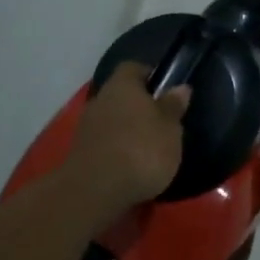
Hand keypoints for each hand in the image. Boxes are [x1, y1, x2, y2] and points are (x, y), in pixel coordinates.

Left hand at [65, 62, 190, 213]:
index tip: (165, 90)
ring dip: (126, 129)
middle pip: (121, 94)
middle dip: (138, 105)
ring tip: (148, 148)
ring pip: (111, 119)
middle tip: (160, 122)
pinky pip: (104, 142)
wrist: (95, 192)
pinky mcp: (80, 153)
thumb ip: (173, 106)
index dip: (150, 75)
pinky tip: (131, 165)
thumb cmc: (141, 150)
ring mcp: (86, 127)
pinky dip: (116, 148)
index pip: (133, 68)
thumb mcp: (170, 128)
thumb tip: (180, 87)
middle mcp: (100, 99)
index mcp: (122, 85)